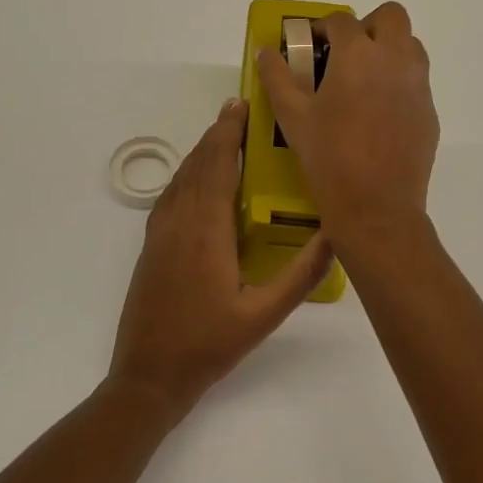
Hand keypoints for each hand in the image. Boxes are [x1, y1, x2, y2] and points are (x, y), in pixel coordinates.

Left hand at [108, 98, 333, 422]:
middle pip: (198, 165)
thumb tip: (334, 237)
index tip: (243, 105)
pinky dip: (186, 175)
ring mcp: (160, 234)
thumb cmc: (208, 346)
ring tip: (222, 135)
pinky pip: (170, 196)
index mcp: (207, 232)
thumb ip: (300, 277)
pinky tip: (196, 180)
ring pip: (181, 179)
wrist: (148, 377)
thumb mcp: (263, 316)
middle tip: (238, 110)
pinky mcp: (151, 247)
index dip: (230, 132)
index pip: (219, 167)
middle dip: (217, 133)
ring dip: (201, 152)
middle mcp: (179, 222)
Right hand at [257, 2, 439, 245]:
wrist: (377, 207)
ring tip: (363, 80)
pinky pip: (416, 80)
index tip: (310, 43)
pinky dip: (399, 81)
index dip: (322, 27)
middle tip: (345, 52)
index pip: (341, 21)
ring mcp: (418, 85)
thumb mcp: (292, 117)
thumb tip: (267, 52)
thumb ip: (277, 77)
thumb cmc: (328, 158)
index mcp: (357, 55)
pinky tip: (378, 113)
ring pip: (410, 45)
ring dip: (388, 49)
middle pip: (391, 17)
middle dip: (367, 25)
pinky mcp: (429, 111)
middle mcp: (394, 59)